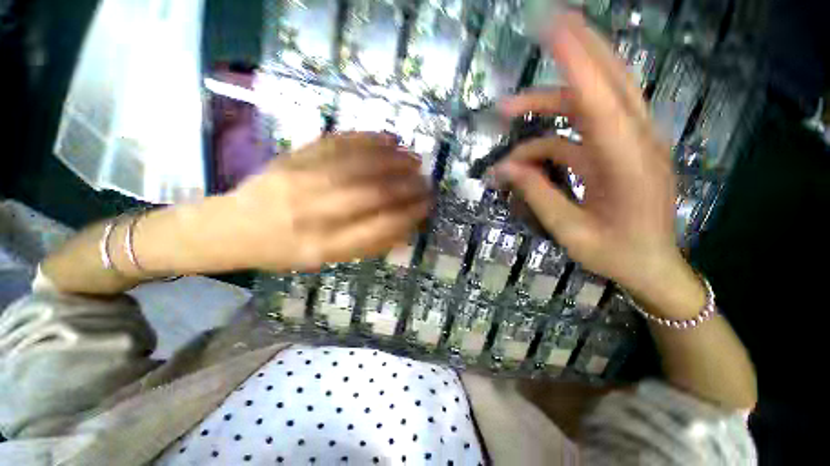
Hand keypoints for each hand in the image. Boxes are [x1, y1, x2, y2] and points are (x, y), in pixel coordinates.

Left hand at [224, 133, 430, 270]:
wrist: (231, 227)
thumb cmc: (283, 251)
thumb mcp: (325, 260)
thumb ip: (366, 246)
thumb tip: (404, 228)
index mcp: (321, 247)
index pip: (378, 228)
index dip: (408, 215)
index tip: (426, 206)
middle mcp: (311, 213)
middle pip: (370, 193)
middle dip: (406, 186)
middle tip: (426, 182)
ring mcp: (300, 179)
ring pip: (357, 164)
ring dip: (393, 160)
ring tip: (415, 159)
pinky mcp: (293, 156)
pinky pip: (337, 142)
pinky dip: (368, 139)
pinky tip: (389, 139)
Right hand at [493, 14, 684, 297]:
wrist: (651, 265)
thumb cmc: (613, 253)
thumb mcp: (568, 230)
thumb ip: (537, 193)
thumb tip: (504, 168)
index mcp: (627, 164)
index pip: (599, 100)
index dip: (575, 63)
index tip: (553, 28)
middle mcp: (636, 141)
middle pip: (609, 80)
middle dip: (577, 51)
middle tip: (543, 29)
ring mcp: (631, 143)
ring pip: (594, 100)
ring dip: (549, 102)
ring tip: (508, 113)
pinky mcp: (622, 151)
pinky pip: (584, 129)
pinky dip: (551, 135)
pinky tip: (525, 156)